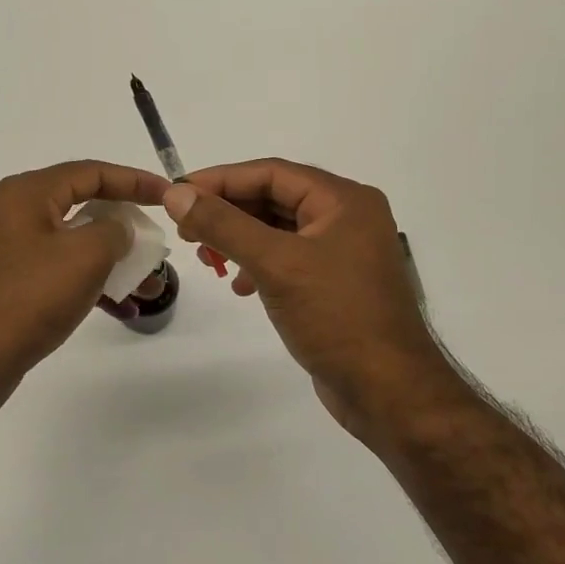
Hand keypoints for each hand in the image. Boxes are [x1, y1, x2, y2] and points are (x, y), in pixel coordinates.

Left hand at [0, 161, 169, 383]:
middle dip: (125, 226)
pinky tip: (121, 307)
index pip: (91, 172)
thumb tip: (117, 229)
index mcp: (29, 193)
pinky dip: (90, 282)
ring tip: (148, 284)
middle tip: (155, 238)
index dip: (134, 180)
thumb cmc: (31, 297)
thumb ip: (113, 230)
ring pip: (75, 243)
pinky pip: (61, 270)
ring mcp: (12, 248)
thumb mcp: (86, 255)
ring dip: (113, 261)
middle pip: (83, 206)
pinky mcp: (12, 281)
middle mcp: (16, 212)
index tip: (167, 194)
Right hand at [162, 159, 462, 437]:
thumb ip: (223, 225)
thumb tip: (176, 194)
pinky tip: (240, 286)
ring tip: (207, 259)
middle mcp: (347, 217)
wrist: (388, 390)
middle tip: (185, 230)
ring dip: (239, 238)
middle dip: (227, 211)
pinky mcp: (335, 283)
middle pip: (275, 198)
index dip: (220, 179)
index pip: (271, 173)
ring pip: (278, 229)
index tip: (177, 193)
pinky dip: (258, 264)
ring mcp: (343, 252)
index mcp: (344, 200)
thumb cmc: (336, 317)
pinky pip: (288, 258)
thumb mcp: (275, 264)